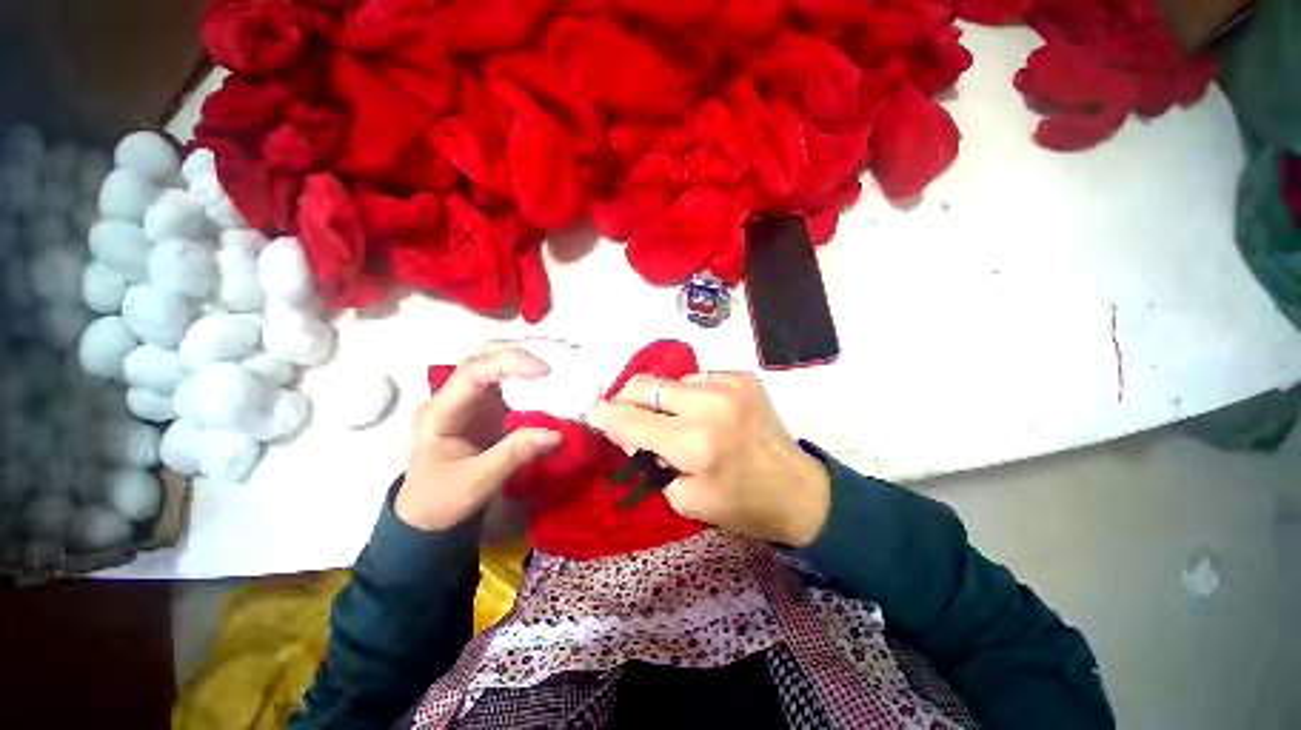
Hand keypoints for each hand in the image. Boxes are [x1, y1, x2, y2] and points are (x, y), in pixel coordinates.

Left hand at [396, 344, 562, 530]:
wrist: (429, 514)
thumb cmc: (442, 499)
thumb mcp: (477, 483)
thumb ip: (514, 455)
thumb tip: (557, 433)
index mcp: (440, 412)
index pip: (472, 371)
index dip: (508, 363)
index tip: (544, 370)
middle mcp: (454, 396)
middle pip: (485, 357)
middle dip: (521, 353)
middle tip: (557, 360)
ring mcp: (472, 399)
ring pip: (500, 364)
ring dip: (529, 360)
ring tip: (561, 364)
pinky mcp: (489, 407)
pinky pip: (512, 382)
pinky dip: (533, 378)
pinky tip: (553, 380)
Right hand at [586, 372, 829, 546]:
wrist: (798, 490)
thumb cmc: (740, 504)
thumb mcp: (683, 499)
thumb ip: (648, 460)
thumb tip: (630, 430)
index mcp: (693, 444)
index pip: (630, 420)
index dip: (604, 415)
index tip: (593, 412)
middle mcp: (709, 405)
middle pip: (646, 385)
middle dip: (628, 398)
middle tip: (630, 414)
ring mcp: (729, 385)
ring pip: (671, 380)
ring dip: (665, 399)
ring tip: (679, 420)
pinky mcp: (743, 377)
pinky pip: (699, 378)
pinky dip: (692, 394)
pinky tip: (707, 412)